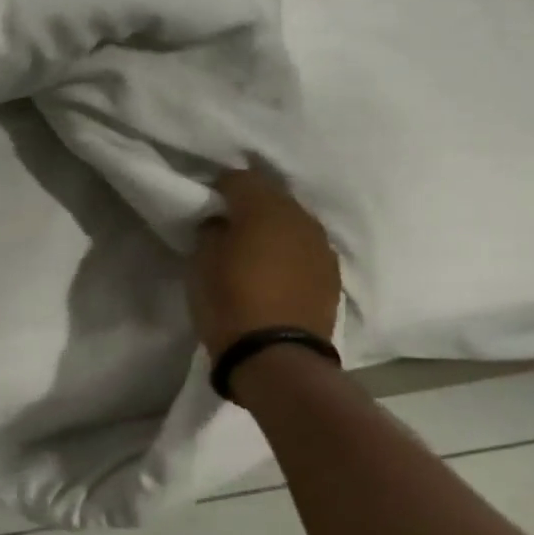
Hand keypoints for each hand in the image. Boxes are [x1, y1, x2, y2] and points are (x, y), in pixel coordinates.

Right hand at [189, 167, 341, 357]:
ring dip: (273, 229)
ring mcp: (321, 247)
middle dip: (250, 205)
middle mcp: (300, 219)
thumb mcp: (201, 262)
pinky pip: (306, 249)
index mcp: (265, 208)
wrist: (276, 357)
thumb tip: (222, 223)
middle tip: (228, 225)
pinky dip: (289, 253)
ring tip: (253, 249)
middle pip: (272, 197)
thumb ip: (212, 231)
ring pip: (293, 223)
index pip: (240, 178)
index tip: (207, 202)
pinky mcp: (332, 275)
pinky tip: (275, 270)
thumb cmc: (229, 302)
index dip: (220, 187)